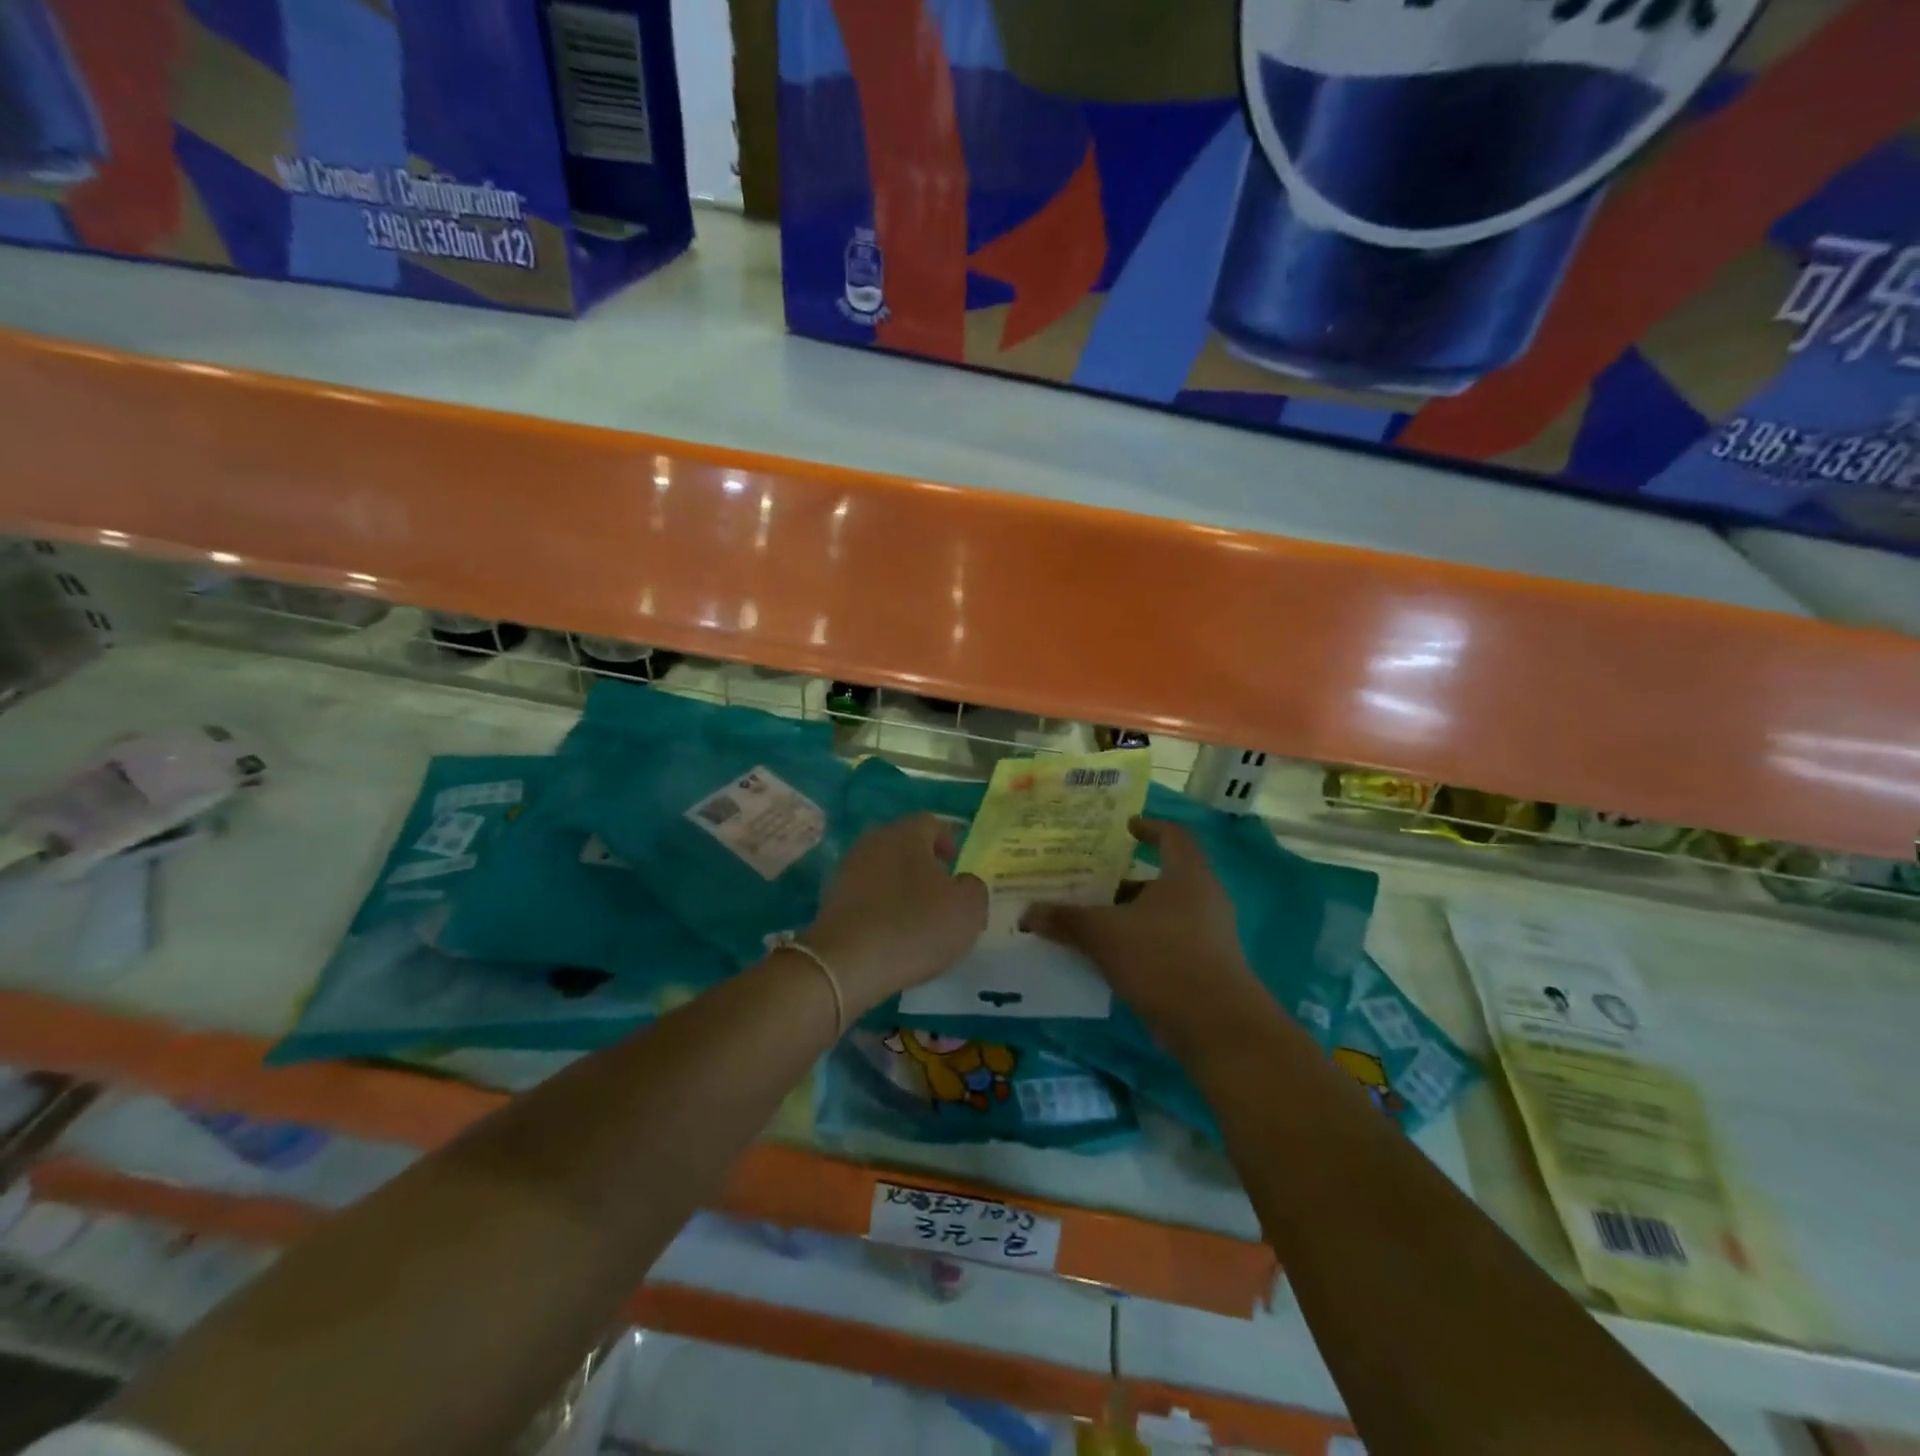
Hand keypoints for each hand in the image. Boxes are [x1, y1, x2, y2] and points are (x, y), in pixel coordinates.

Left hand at [803, 814, 987, 1013]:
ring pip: (884, 870)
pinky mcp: (831, 900)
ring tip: (918, 917)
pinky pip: (866, 895)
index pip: (931, 823)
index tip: (957, 865)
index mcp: (906, 834)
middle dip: (924, 864)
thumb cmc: (915, 925)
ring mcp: (847, 870)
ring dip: (901, 887)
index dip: (948, 840)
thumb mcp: (967, 909)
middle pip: (904, 845)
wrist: (847, 963)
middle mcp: (873, 842)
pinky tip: (892, 933)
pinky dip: (881, 907)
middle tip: (942, 892)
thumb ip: (973, 888)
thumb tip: (963, 883)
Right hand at [1022, 818, 1257, 1040]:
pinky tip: (1112, 958)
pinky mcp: (1208, 967)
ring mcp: (1210, 935)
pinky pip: (1169, 943)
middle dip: (1126, 880)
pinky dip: (1142, 943)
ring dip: (1131, 915)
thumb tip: (1028, 913)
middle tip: (1092, 881)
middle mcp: (1204, 898)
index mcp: (1187, 875)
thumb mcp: (1104, 935)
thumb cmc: (1163, 960)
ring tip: (1093, 921)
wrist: (1217, 1027)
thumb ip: (1067, 920)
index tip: (1125, 828)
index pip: (1173, 835)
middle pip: (1163, 877)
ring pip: (1164, 913)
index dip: (1149, 827)